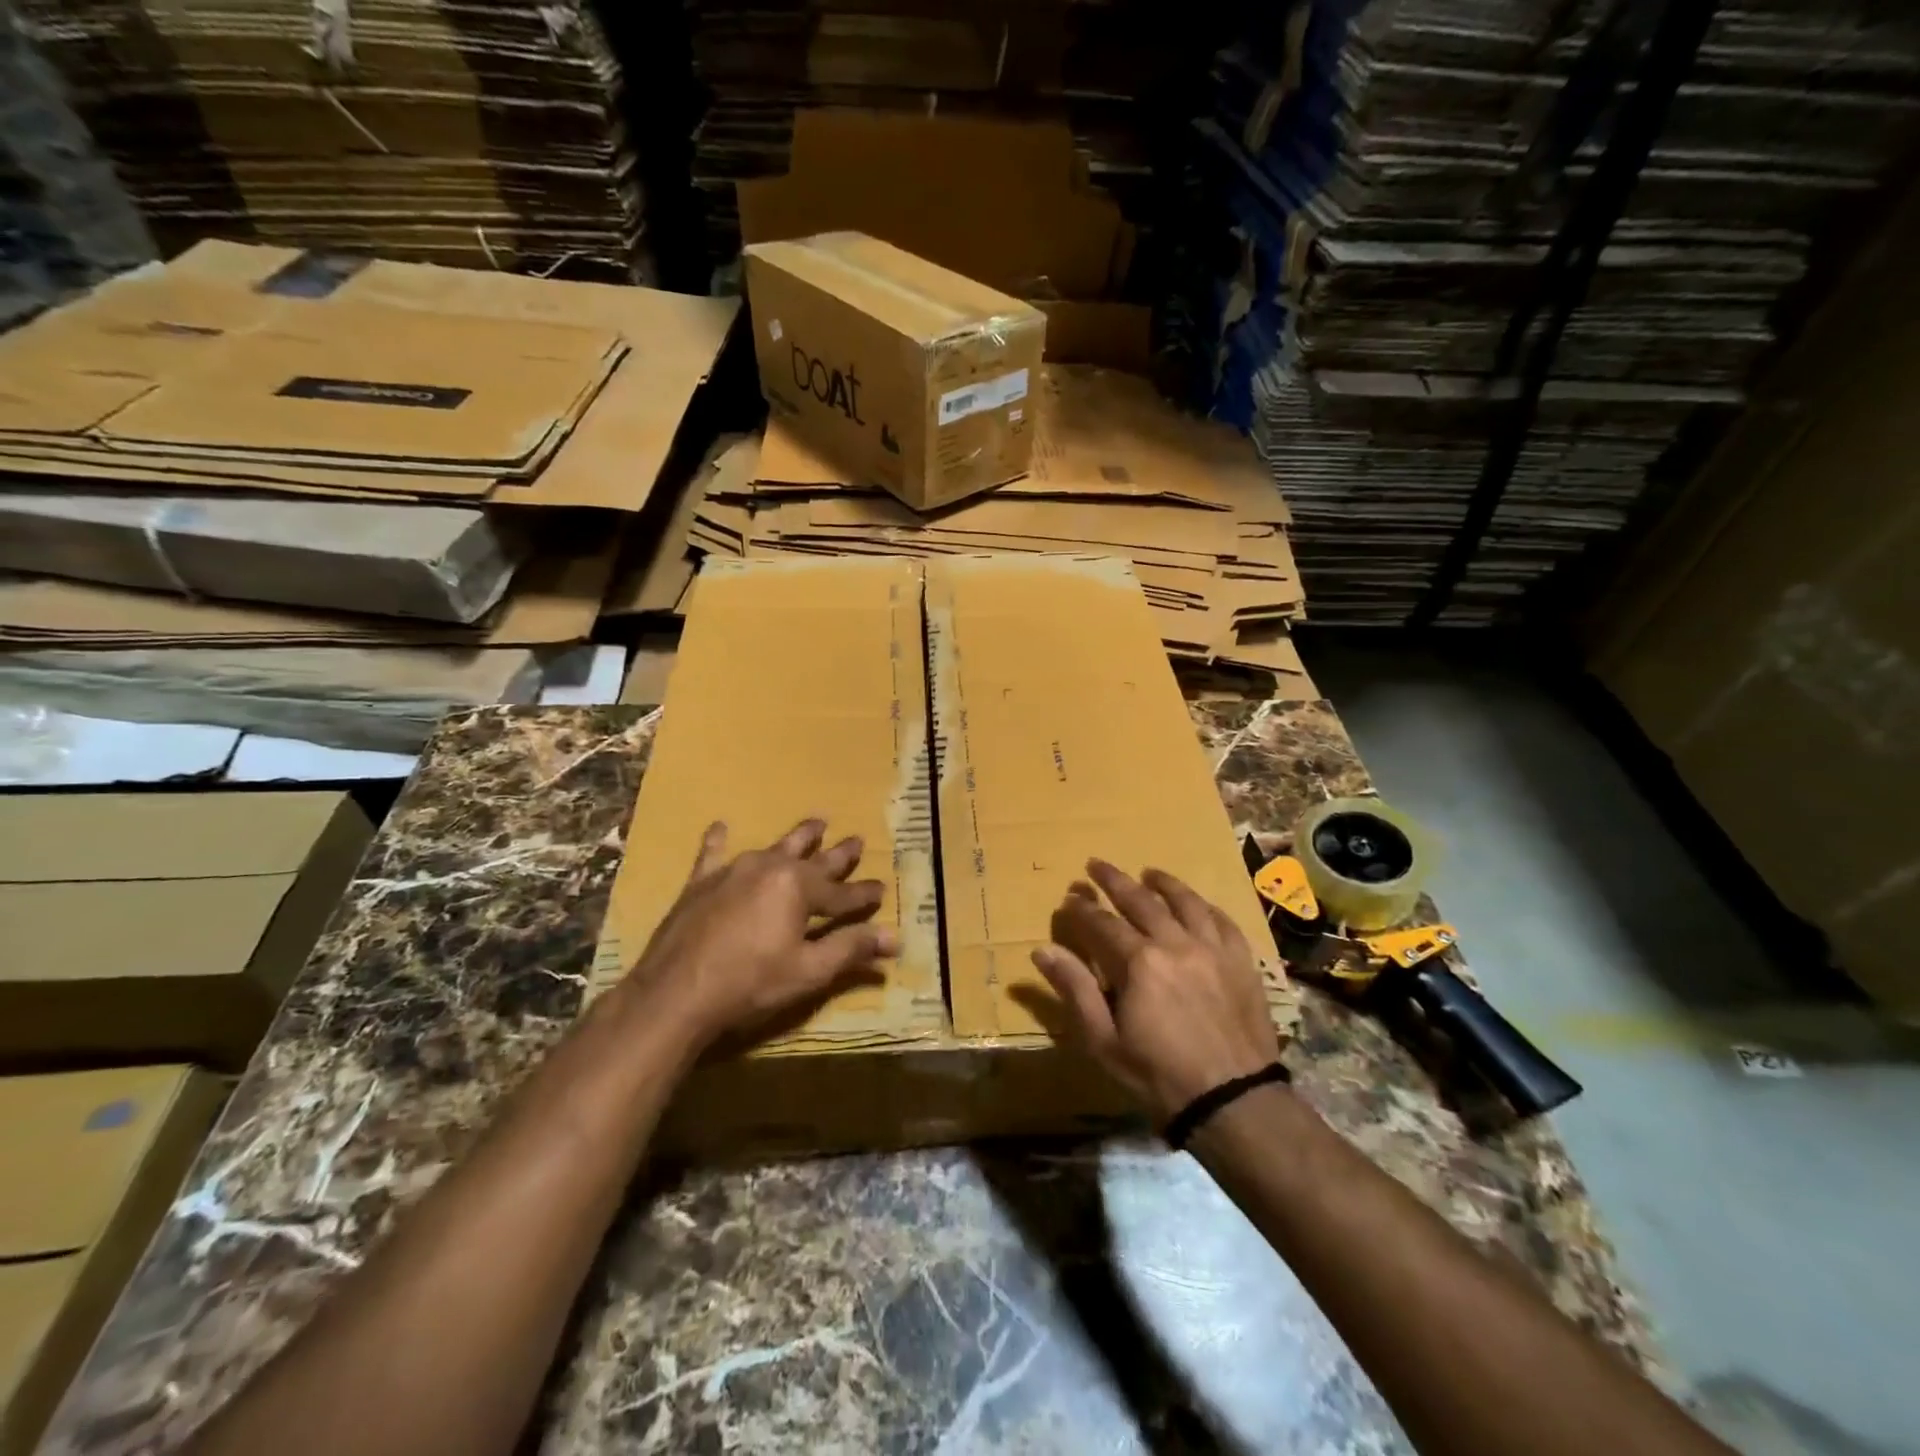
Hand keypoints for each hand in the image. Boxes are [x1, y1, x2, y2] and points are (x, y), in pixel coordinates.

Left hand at [618, 818, 898, 1050]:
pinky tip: (720, 827)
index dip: (864, 895)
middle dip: (838, 854)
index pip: (842, 892)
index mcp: (799, 888)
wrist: (674, 993)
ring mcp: (733, 871)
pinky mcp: (701, 883)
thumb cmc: (749, 983)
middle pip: (813, 860)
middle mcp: (770, 868)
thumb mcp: (808, 971)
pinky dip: (719, 841)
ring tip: (816, 822)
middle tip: (857, 840)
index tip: (882, 889)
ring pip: (774, 847)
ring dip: (797, 838)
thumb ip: (851, 949)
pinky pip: (713, 854)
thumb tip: (895, 937)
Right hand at [1032, 860, 1283, 1122]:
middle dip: (1114, 880)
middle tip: (1097, 865)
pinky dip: (1205, 906)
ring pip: (1185, 902)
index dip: (1082, 910)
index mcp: (1139, 962)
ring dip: (1163, 883)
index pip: (1102, 923)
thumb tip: (1042, 950)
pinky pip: (1222, 921)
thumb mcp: (1103, 1040)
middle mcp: (1176, 943)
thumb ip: (1074, 989)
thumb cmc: (1158, 1075)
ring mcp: (1213, 949)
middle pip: (1141, 900)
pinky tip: (1197, 904)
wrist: (1234, 1101)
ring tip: (1149, 872)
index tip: (1069, 898)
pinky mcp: (1242, 962)